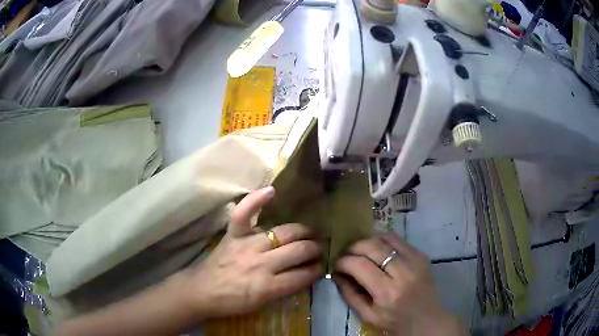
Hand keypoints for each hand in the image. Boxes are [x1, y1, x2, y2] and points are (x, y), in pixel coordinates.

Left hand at [182, 186, 322, 318]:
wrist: (202, 291)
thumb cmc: (232, 302)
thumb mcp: (262, 304)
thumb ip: (285, 289)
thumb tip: (305, 274)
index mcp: (268, 286)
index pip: (303, 275)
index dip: (316, 271)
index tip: (321, 267)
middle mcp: (261, 263)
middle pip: (298, 250)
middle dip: (314, 249)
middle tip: (317, 250)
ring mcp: (247, 245)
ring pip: (284, 232)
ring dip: (303, 232)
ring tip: (308, 233)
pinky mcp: (233, 234)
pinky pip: (245, 213)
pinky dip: (256, 200)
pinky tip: (271, 191)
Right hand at [333, 233, 462, 335]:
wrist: (426, 318)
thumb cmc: (395, 321)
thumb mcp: (367, 315)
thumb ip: (349, 294)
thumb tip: (336, 274)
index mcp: (388, 292)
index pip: (360, 265)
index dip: (343, 261)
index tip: (336, 265)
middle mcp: (403, 272)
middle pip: (372, 246)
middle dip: (353, 248)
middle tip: (346, 256)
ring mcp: (415, 260)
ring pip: (385, 238)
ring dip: (368, 242)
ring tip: (361, 252)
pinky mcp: (421, 255)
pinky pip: (398, 239)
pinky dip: (383, 242)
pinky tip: (378, 252)